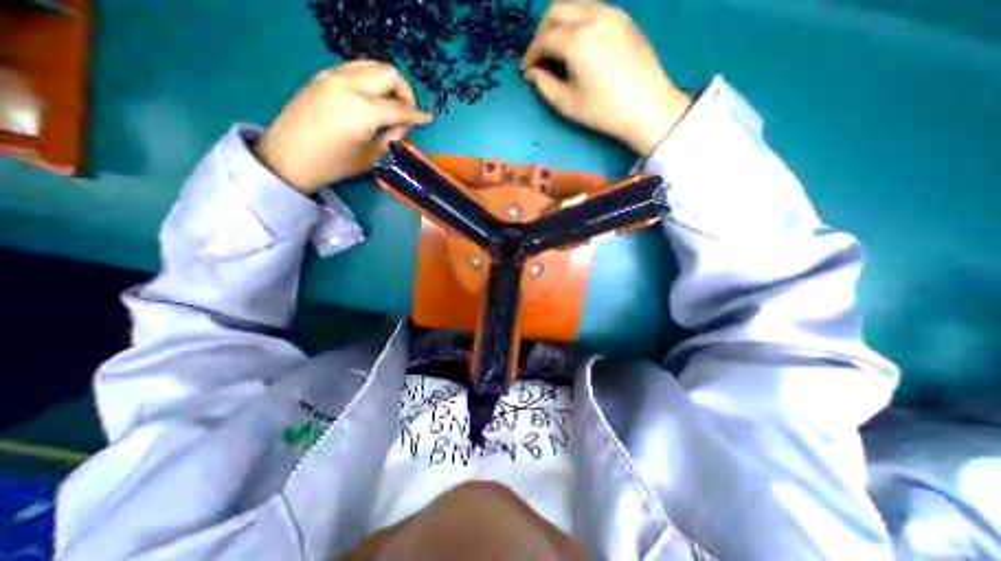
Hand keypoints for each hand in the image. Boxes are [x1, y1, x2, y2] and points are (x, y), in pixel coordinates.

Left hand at [254, 60, 430, 195]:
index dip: (417, 115)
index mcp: (363, 110)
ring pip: (372, 65)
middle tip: (407, 111)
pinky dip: (371, 80)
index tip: (429, 119)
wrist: (290, 157)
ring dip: (388, 83)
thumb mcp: (372, 157)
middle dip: (405, 92)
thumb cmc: (335, 164)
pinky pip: (356, 68)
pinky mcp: (323, 76)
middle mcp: (349, 85)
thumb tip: (402, 124)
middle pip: (389, 74)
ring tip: (390, 104)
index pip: (400, 108)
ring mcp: (333, 76)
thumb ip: (392, 137)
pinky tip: (371, 98)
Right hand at [525, 1, 689, 155]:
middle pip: (557, 10)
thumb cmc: (603, 111)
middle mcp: (593, 16)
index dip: (530, 55)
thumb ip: (544, 85)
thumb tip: (533, 73)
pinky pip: (593, 10)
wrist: (647, 108)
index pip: (544, 39)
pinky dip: (578, 23)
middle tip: (539, 58)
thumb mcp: (567, 104)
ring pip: (575, 5)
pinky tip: (578, 47)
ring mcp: (612, 13)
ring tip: (557, 52)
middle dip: (542, 33)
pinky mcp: (624, 19)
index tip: (526, 71)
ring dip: (560, 25)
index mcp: (577, 40)